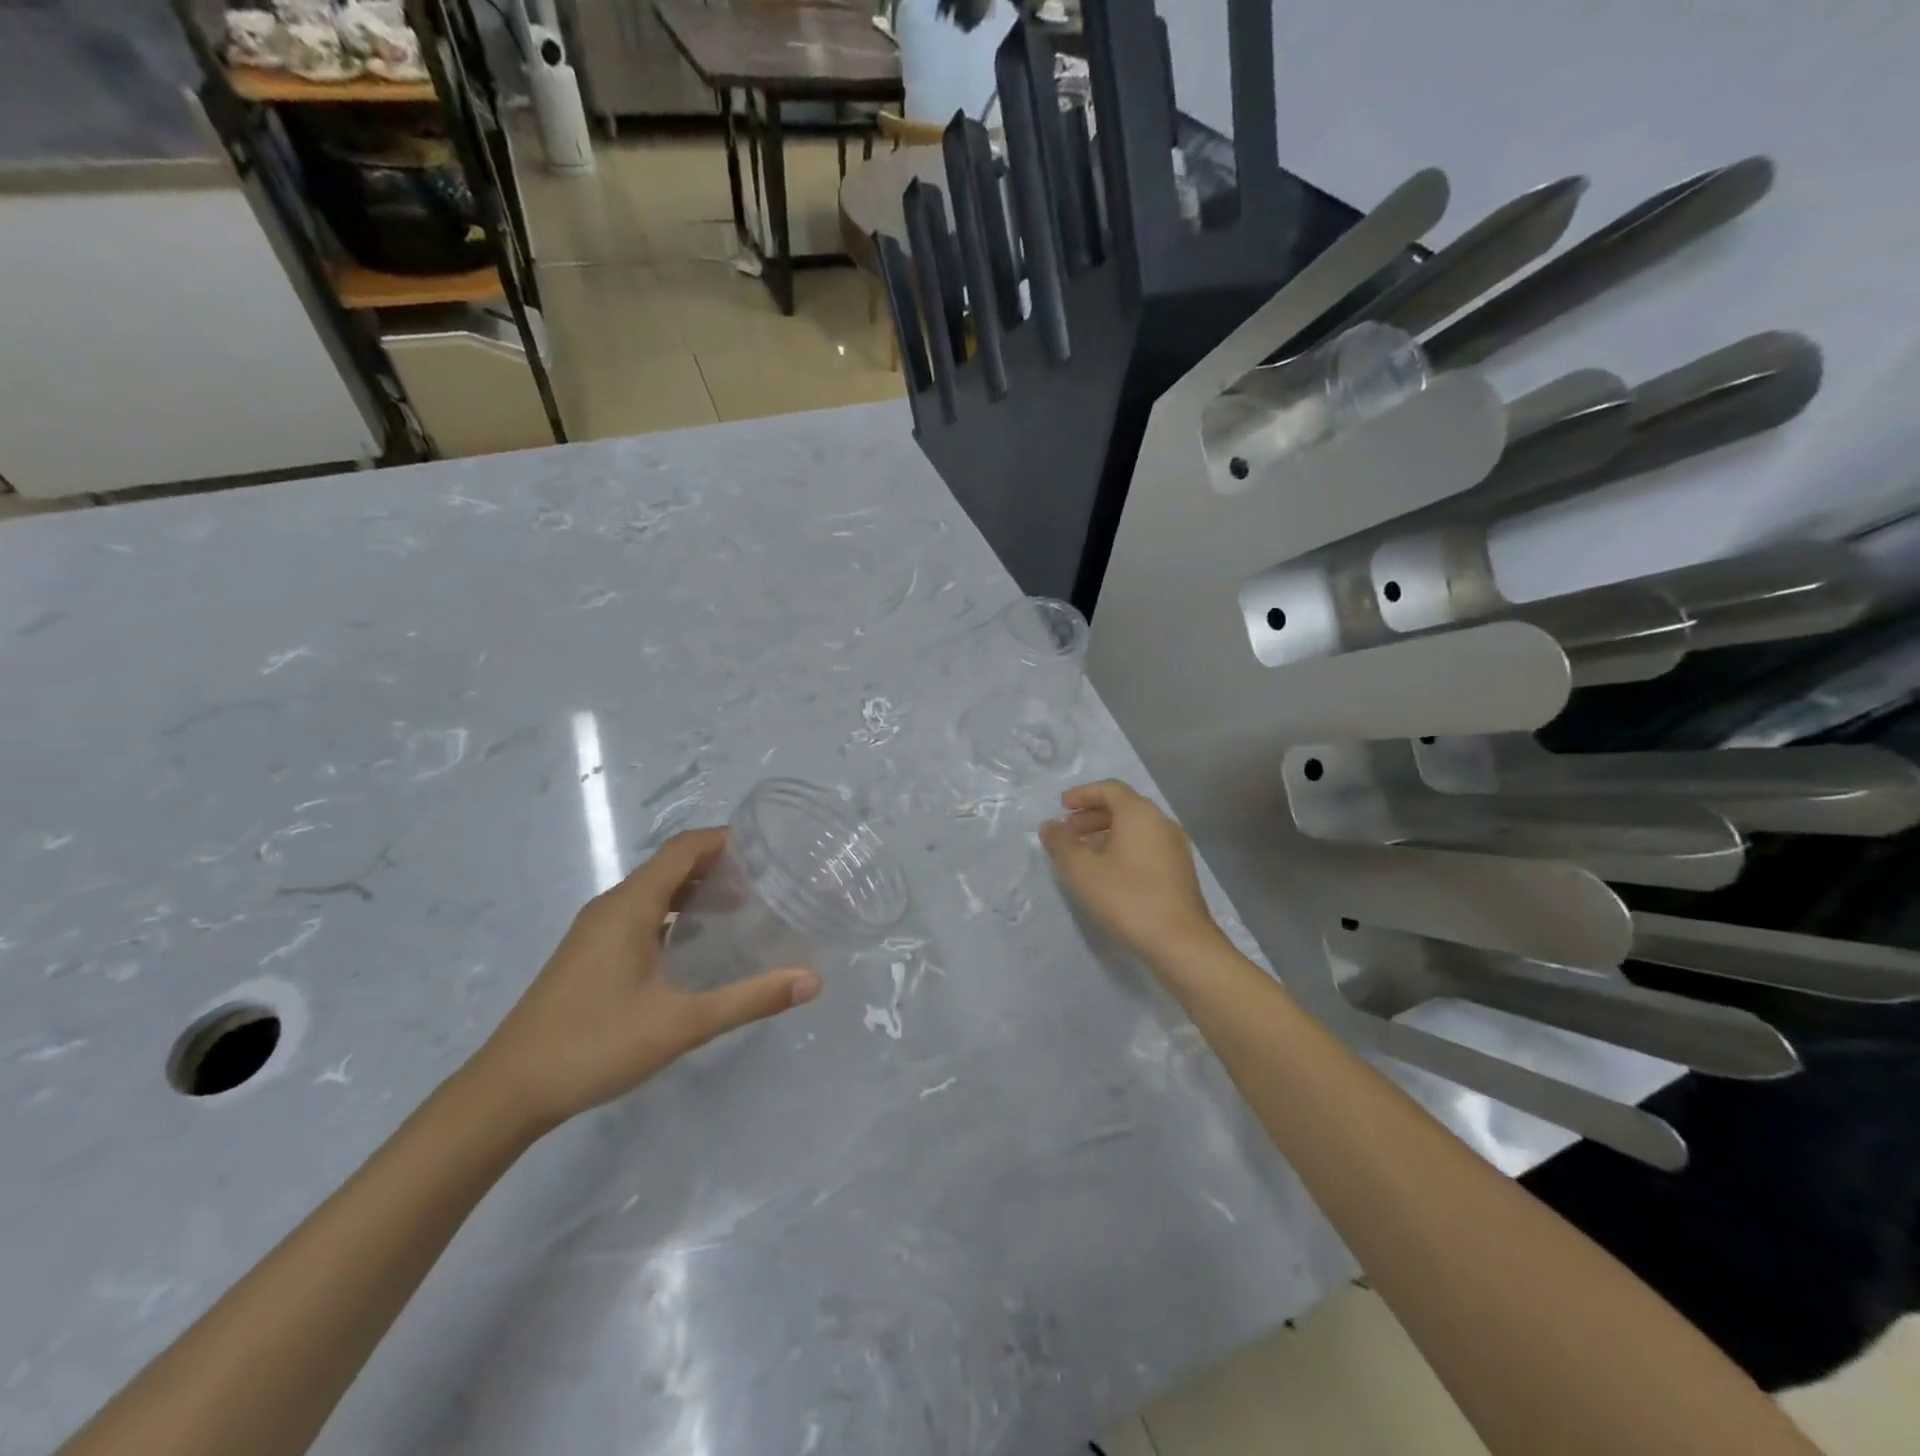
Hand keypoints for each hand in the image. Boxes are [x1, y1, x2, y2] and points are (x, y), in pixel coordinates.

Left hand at [469, 829, 820, 1130]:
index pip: (684, 848)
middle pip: (671, 865)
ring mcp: (595, 930)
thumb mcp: (682, 1024)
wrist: (507, 1091)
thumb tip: (813, 981)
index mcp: (631, 905)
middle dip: (718, 865)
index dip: (726, 839)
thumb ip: (750, 999)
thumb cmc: (595, 1045)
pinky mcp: (589, 953)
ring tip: (740, 910)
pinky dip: (674, 913)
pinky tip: (694, 945)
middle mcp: (611, 906)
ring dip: (696, 890)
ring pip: (655, 891)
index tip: (769, 848)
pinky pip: (641, 913)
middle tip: (766, 883)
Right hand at [1038, 780, 1225, 966]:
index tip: (1062, 807)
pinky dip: (1124, 848)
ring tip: (1084, 854)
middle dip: (1092, 815)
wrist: (1179, 941)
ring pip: (1136, 828)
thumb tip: (1050, 825)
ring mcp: (1175, 846)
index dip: (1083, 794)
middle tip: (1068, 832)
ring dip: (1107, 833)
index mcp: (1139, 813)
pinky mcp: (1180, 870)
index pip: (1109, 789)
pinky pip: (1147, 845)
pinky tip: (1109, 872)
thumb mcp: (1082, 870)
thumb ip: (1061, 843)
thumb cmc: (1127, 898)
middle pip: (1124, 806)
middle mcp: (1161, 822)